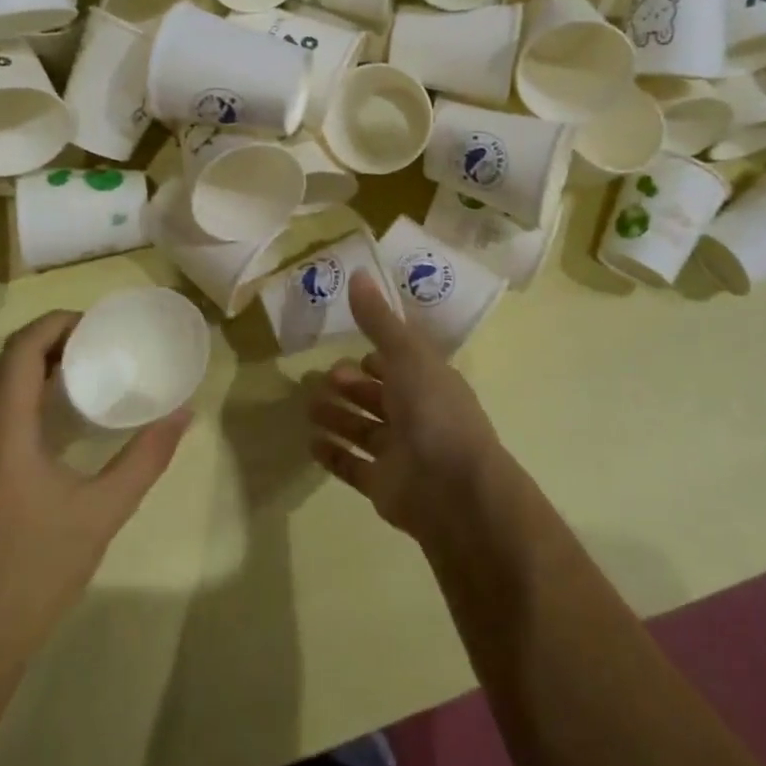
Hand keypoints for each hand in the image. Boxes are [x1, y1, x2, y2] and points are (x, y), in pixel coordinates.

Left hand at [0, 311, 190, 686]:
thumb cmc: (35, 572)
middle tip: (104, 344)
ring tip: (89, 372)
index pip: (21, 350)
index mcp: (0, 431)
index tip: (101, 324)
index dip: (58, 324)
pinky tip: (62, 420)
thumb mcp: (102, 512)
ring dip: (38, 368)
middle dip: (53, 341)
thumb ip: (145, 458)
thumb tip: (184, 414)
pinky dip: (26, 396)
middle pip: (7, 362)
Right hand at [309, 270, 510, 542]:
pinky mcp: (385, 486)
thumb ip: (379, 320)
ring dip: (338, 416)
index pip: (403, 362)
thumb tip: (358, 273)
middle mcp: (418, 414)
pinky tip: (310, 443)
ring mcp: (402, 452)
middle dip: (352, 385)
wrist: (456, 491)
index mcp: (430, 381)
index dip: (379, 355)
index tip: (350, 347)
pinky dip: (333, 454)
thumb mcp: (407, 355)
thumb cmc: (434, 412)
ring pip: (364, 429)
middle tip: (323, 378)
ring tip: (309, 407)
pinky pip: (354, 466)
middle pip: (380, 396)